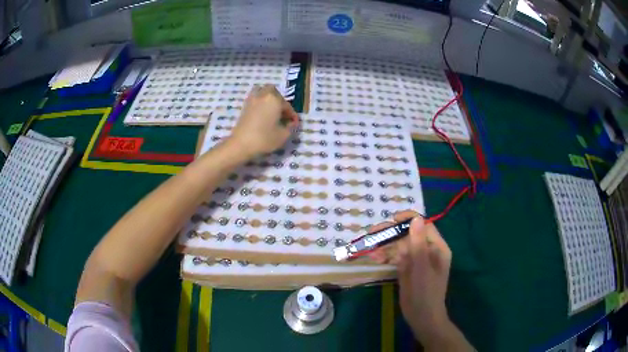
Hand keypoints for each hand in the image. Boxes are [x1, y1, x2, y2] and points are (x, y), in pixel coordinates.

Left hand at [228, 84, 298, 157]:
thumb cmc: (264, 139)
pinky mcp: (244, 106)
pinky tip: (262, 114)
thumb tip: (291, 123)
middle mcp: (263, 95)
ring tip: (271, 110)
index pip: (287, 105)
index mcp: (274, 99)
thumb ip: (290, 127)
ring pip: (261, 91)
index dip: (292, 115)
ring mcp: (252, 100)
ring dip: (268, 97)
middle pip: (273, 91)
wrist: (241, 144)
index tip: (294, 124)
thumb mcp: (283, 135)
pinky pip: (254, 98)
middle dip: (279, 100)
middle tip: (282, 113)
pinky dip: (260, 102)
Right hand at [369, 211, 451, 341]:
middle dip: (391, 233)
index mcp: (437, 247)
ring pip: (399, 245)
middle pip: (408, 235)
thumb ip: (418, 244)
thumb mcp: (422, 268)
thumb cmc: (426, 292)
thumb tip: (416, 219)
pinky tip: (375, 258)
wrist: (421, 316)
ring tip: (371, 250)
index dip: (409, 220)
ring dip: (385, 246)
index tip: (393, 219)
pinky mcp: (406, 269)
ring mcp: (416, 260)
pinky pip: (395, 257)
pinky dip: (385, 256)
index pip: (424, 225)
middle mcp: (427, 250)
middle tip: (373, 233)